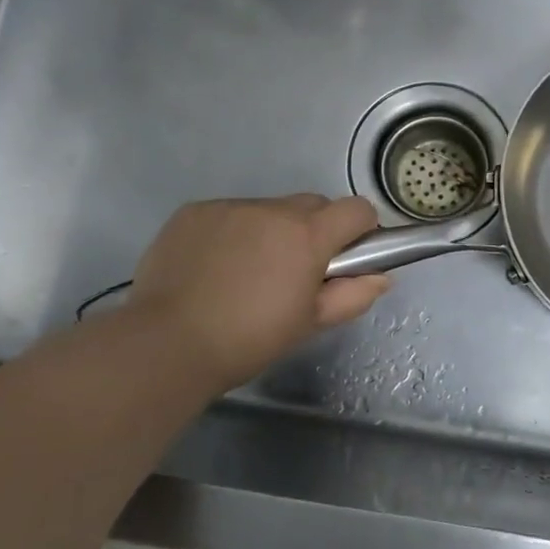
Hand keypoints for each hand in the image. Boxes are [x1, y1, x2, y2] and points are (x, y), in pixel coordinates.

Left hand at [122, 194, 389, 391]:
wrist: (167, 344)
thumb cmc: (249, 339)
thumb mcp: (309, 324)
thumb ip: (352, 295)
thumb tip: (382, 277)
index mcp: (308, 235)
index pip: (357, 209)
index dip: (361, 230)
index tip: (348, 256)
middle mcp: (272, 210)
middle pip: (313, 205)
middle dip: (315, 230)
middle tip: (296, 270)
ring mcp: (230, 207)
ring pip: (269, 209)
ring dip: (272, 230)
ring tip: (248, 271)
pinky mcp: (195, 211)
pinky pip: (230, 213)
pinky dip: (233, 232)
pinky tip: (215, 266)